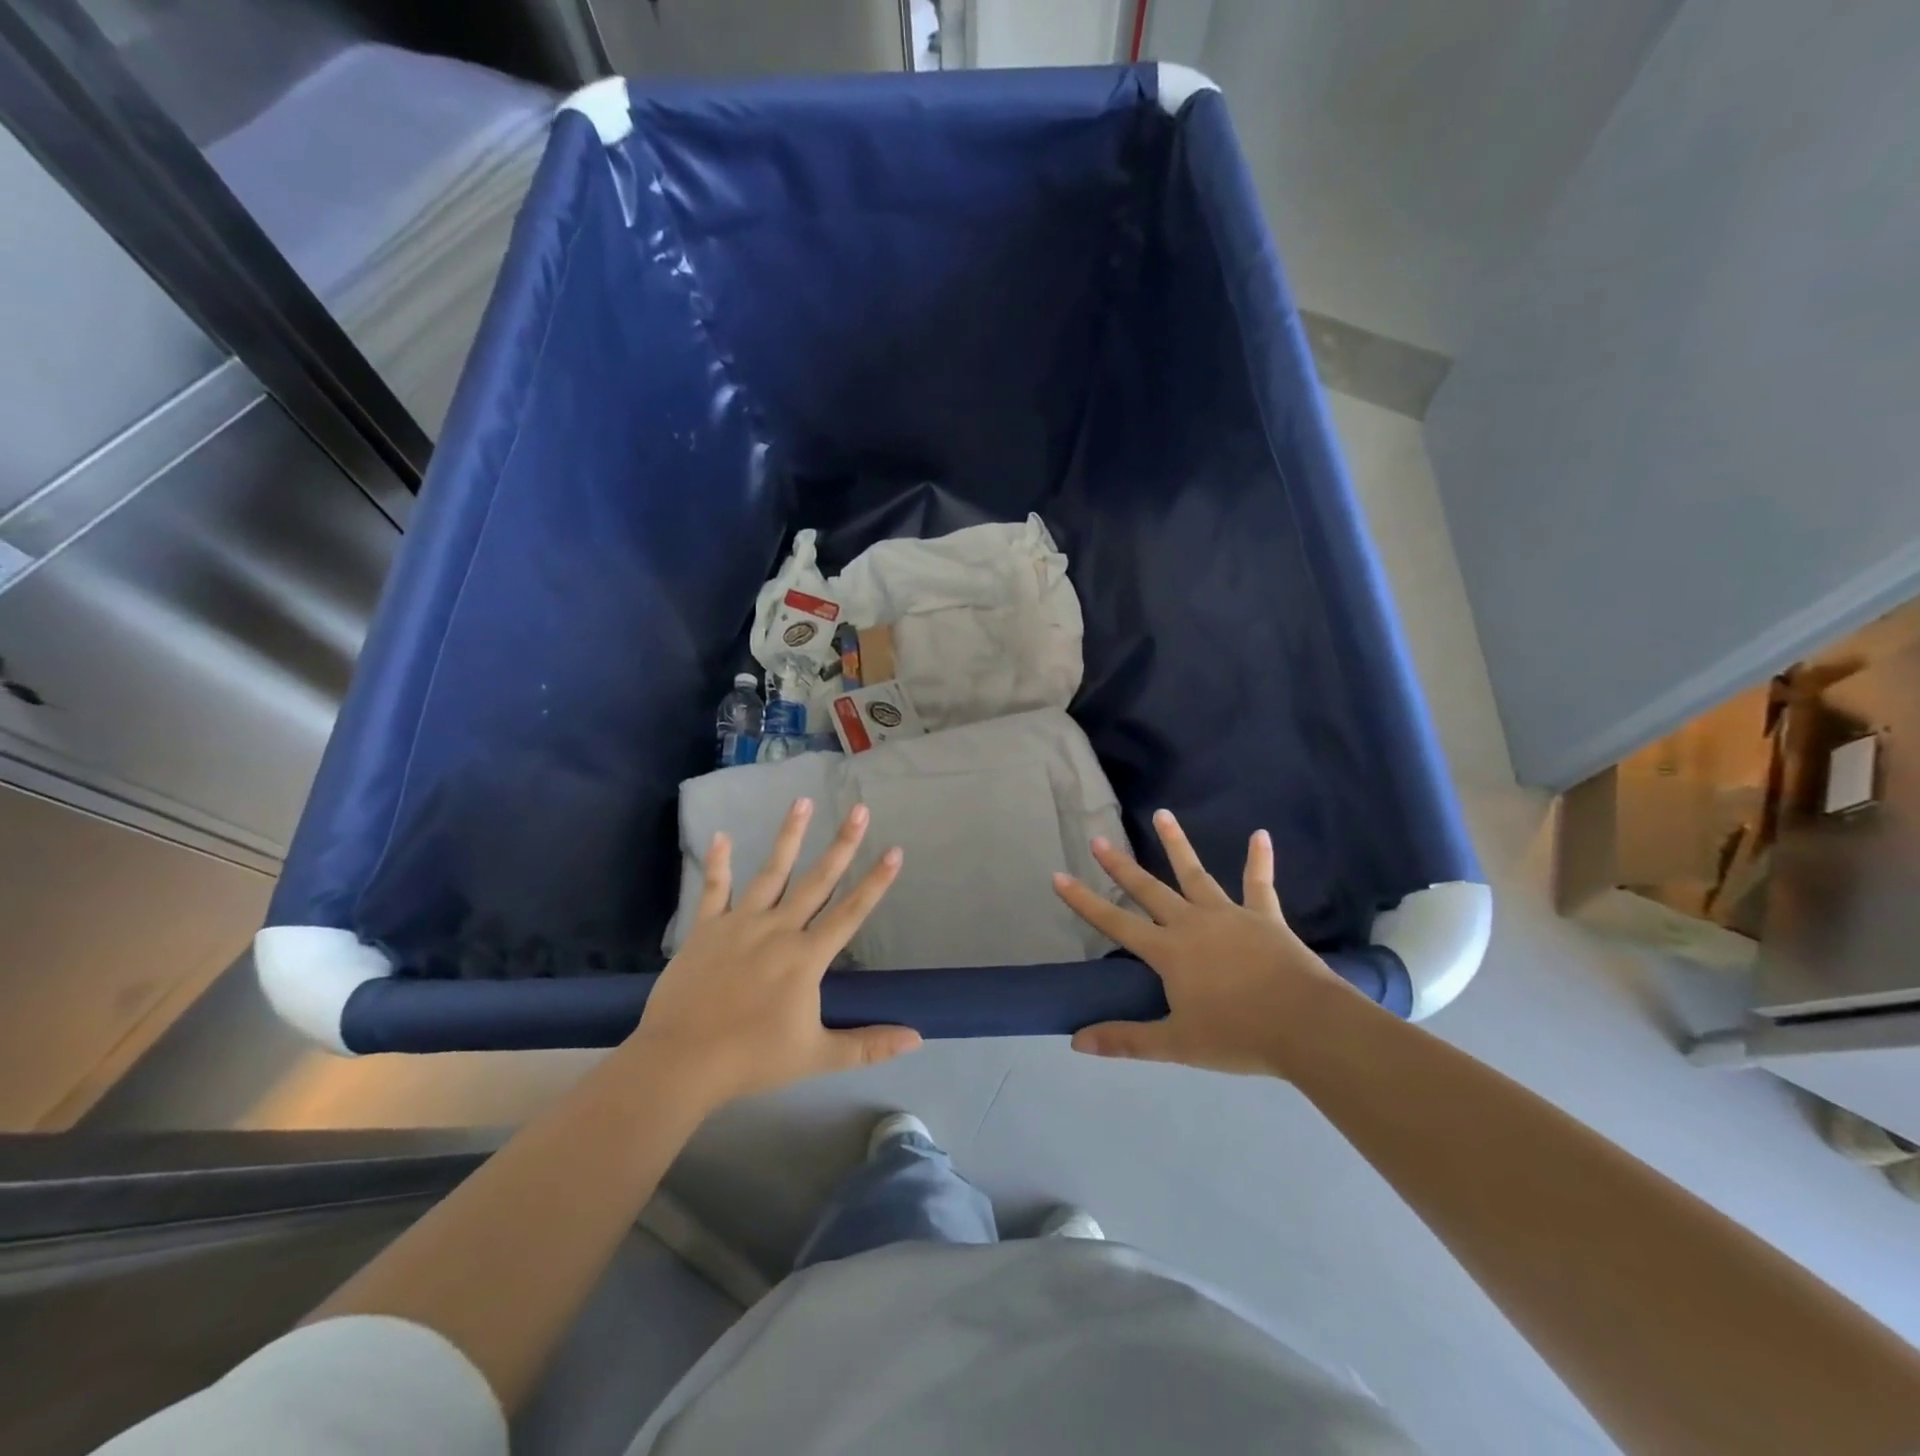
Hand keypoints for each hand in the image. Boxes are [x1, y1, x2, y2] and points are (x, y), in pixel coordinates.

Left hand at [632, 798, 921, 1105]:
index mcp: (806, 957)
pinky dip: (719, 863)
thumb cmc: (752, 1058)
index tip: (894, 850)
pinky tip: (721, 836)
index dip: (875, 882)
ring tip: (802, 801)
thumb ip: (869, 1045)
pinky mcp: (706, 928)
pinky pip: (714, 889)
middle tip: (859, 809)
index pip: (851, 912)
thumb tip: (918, 1039)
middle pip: (817, 880)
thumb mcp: (818, 1056)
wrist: (681, 1060)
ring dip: (789, 836)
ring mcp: (740, 924)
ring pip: (771, 872)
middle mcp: (778, 929)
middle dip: (842, 844)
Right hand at [1052, 809, 1344, 1075]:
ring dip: (1176, 843)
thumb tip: (1075, 1042)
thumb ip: (1126, 1040)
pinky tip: (1260, 835)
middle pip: (1149, 889)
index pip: (1115, 921)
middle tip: (1098, 839)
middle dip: (1120, 865)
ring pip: (1195, 873)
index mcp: (1168, 951)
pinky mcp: (1264, 916)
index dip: (1084, 901)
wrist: (1305, 1025)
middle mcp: (1191, 923)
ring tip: (1162, 814)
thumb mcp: (1176, 1044)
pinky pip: (1259, 883)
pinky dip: (1259, 859)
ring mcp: (1228, 915)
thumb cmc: (1237, 1035)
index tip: (1059, 876)